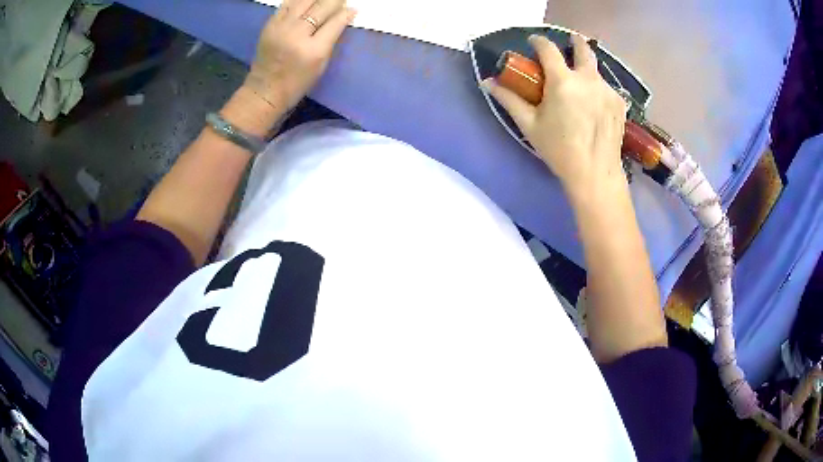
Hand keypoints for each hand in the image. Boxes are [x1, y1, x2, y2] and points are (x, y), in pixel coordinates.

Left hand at [244, 0, 355, 112]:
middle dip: (335, 1)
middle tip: (341, 1)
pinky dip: (299, 0)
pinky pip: (287, 4)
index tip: (352, 9)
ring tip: (325, 0)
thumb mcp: (321, 65)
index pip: (336, 22)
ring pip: (304, 1)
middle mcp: (297, 34)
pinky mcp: (270, 25)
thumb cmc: (297, 83)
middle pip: (321, 7)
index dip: (346, 13)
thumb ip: (331, 39)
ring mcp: (281, 28)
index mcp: (314, 50)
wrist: (264, 91)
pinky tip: (307, 1)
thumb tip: (343, 17)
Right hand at [483, 35, 626, 201]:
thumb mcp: (529, 124)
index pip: (548, 48)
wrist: (595, 173)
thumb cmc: (559, 150)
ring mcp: (607, 89)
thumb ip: (509, 99)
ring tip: (579, 84)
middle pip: (583, 48)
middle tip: (569, 43)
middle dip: (574, 41)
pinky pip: (606, 86)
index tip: (533, 42)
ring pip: (595, 69)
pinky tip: (593, 105)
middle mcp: (588, 79)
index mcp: (563, 81)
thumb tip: (487, 82)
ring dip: (586, 69)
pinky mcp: (619, 102)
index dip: (538, 41)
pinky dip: (597, 88)